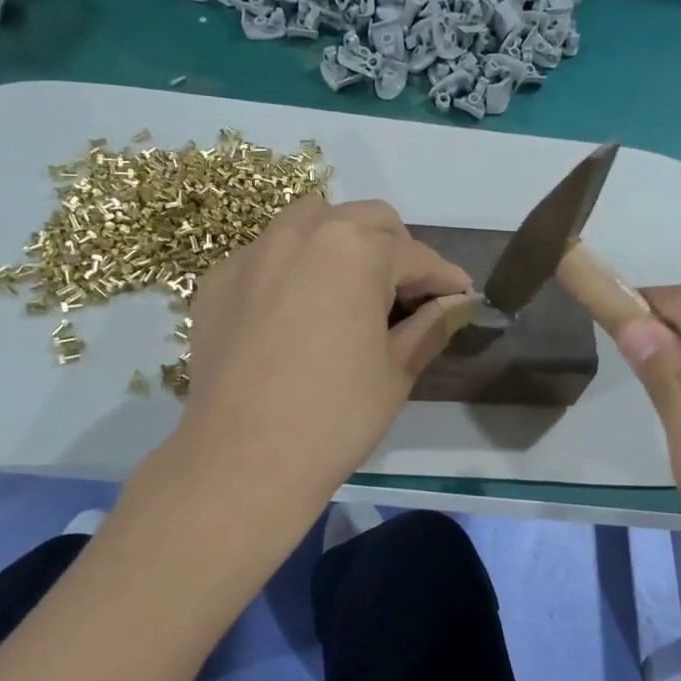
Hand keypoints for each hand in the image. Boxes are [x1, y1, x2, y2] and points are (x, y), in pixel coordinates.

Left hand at [178, 195, 472, 505]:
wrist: (242, 460)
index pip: (416, 256)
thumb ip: (431, 325)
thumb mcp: (396, 370)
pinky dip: (295, 267)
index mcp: (356, 250)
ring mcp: (254, 253)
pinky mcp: (219, 280)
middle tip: (408, 297)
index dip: (446, 280)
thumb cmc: (335, 416)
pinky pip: (268, 254)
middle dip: (397, 251)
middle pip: (367, 221)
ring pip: (311, 222)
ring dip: (343, 244)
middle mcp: (303, 233)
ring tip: (352, 291)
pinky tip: (298, 312)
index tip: (461, 298)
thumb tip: (457, 303)